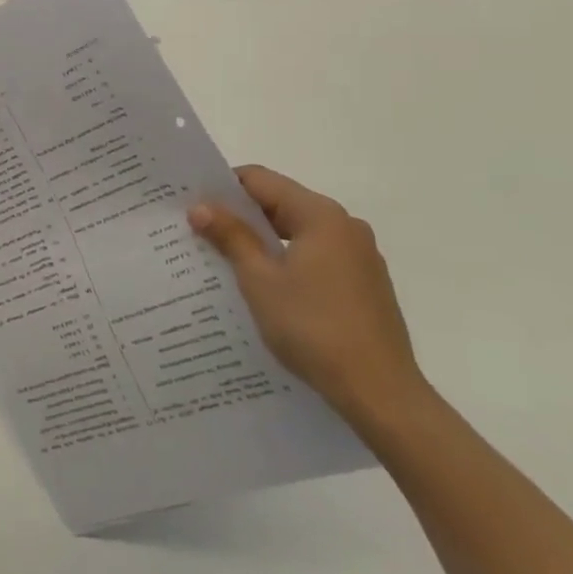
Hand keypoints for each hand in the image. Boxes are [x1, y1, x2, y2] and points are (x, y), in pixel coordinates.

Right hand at [190, 166, 424, 425]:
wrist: (380, 393)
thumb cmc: (313, 328)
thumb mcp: (259, 280)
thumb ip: (231, 237)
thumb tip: (201, 206)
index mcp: (320, 215)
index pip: (260, 180)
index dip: (222, 188)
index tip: (192, 204)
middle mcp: (344, 225)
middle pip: (281, 203)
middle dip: (240, 216)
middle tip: (201, 232)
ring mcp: (359, 255)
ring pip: (297, 232)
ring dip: (262, 241)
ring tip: (225, 260)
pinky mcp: (364, 283)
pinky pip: (315, 256)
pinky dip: (287, 260)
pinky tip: (265, 287)